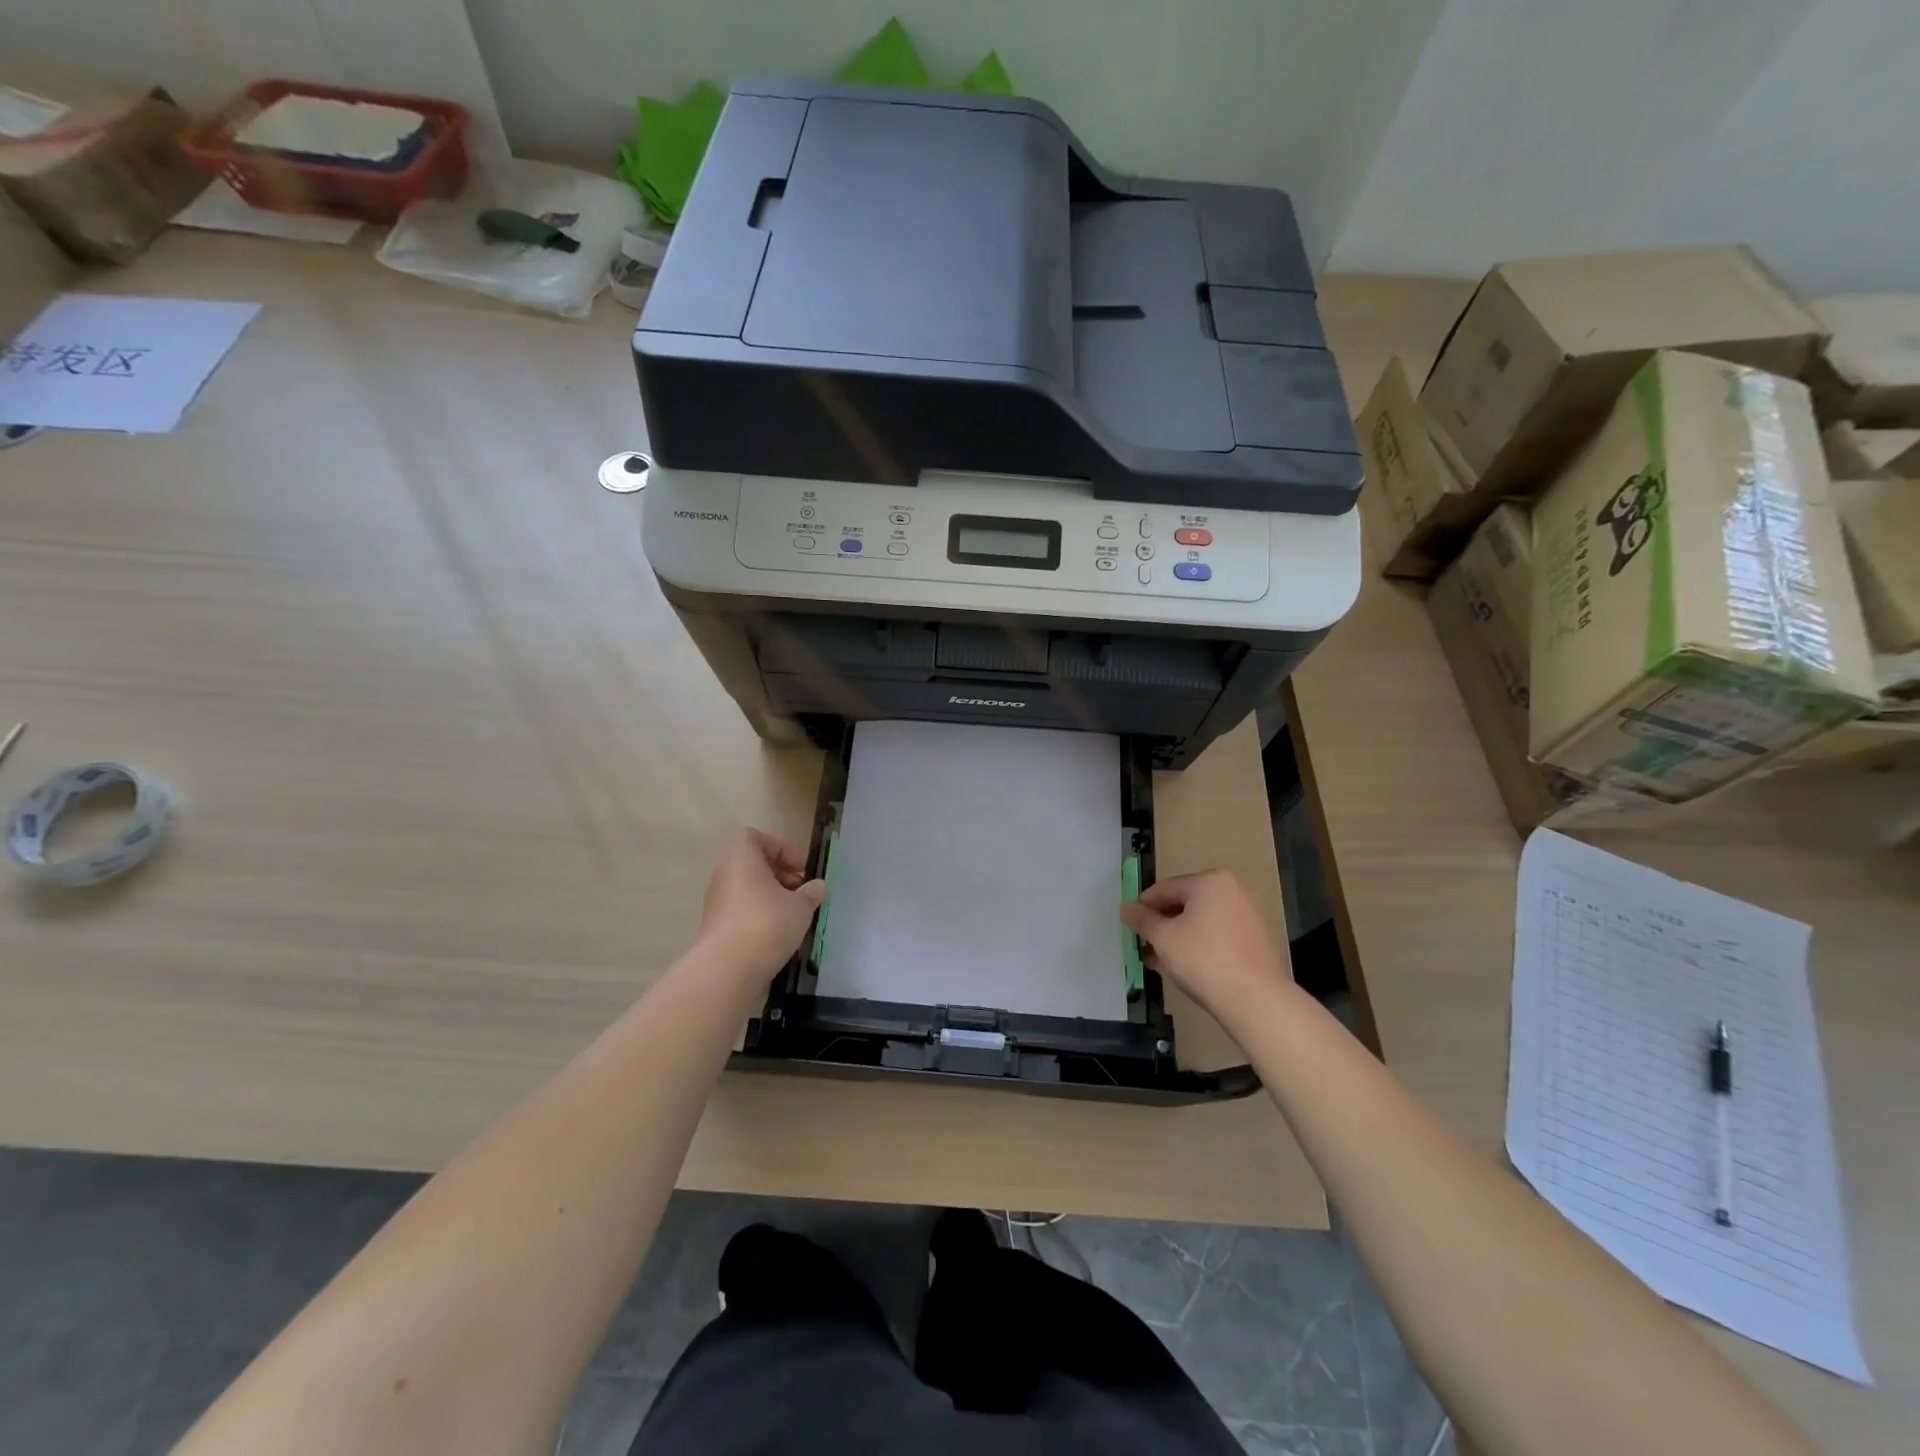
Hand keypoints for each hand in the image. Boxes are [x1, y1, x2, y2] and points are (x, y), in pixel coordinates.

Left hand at [696, 829, 825, 986]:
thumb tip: (817, 887)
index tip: (800, 868)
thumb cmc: (767, 924)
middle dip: (781, 875)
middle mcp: (724, 876)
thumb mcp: (800, 906)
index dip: (781, 847)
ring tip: (794, 916)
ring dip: (772, 898)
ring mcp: (717, 903)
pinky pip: (742, 911)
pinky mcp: (717, 928)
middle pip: (753, 864)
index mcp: (741, 859)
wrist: (727, 970)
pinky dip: (760, 916)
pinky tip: (779, 935)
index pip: (754, 837)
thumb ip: (811, 893)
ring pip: (748, 889)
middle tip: (802, 893)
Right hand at [1119, 870, 1291, 1022]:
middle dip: (1160, 924)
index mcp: (1210, 881)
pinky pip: (1216, 936)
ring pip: (1200, 922)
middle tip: (1142, 943)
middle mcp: (1232, 891)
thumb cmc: (1203, 958)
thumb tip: (1125, 908)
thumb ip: (1141, 919)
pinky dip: (1197, 946)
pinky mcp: (1254, 941)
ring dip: (1176, 938)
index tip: (1129, 924)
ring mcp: (1246, 916)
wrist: (1256, 999)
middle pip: (1184, 904)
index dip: (1143, 906)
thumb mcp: (1163, 937)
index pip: (1165, 888)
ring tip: (1157, 960)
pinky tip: (1183, 967)